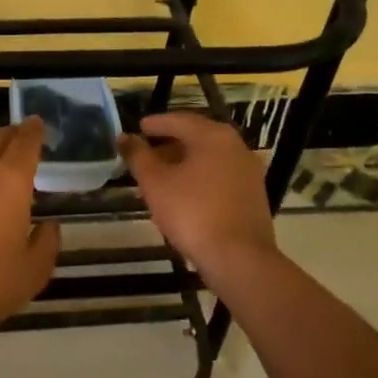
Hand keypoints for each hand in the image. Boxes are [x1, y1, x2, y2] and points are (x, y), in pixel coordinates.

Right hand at [119, 112, 277, 275]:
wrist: (238, 257)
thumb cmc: (192, 213)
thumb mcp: (155, 183)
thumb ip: (138, 156)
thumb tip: (124, 137)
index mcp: (213, 136)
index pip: (179, 120)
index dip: (155, 124)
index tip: (138, 128)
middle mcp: (236, 146)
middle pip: (196, 137)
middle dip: (169, 144)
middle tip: (146, 153)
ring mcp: (248, 171)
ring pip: (209, 158)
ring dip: (184, 162)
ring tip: (160, 176)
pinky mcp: (253, 194)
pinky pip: (220, 176)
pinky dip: (199, 177)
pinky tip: (184, 194)